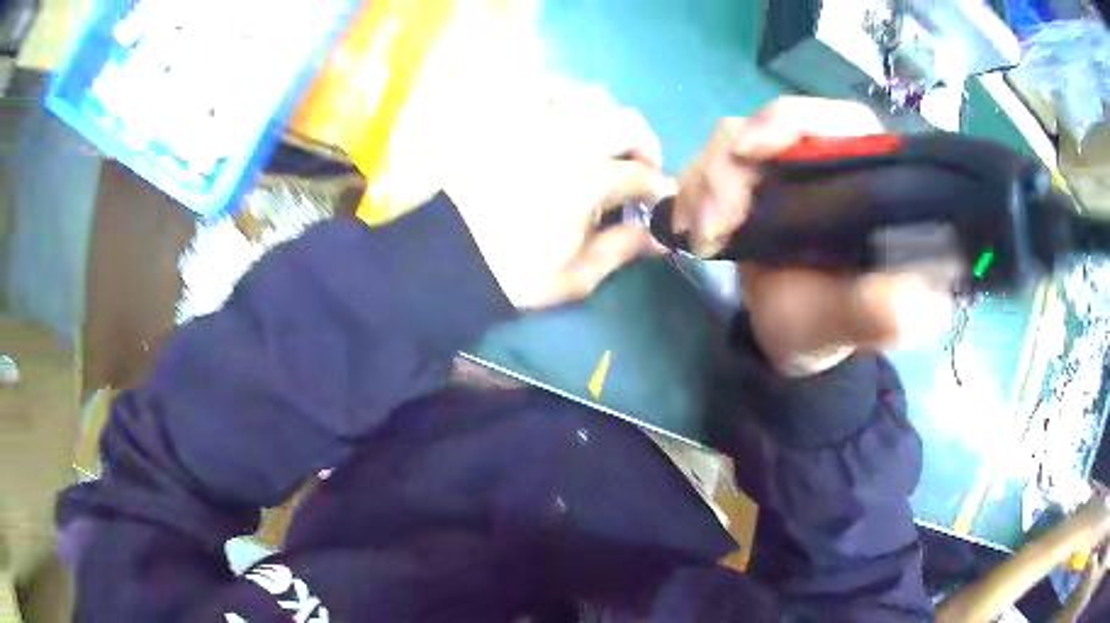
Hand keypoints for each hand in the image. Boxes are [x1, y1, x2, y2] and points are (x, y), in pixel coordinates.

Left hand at [442, 81, 673, 308]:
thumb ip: (621, 250)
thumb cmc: (511, 271)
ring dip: (607, 114)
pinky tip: (560, 111)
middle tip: (639, 164)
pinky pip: (541, 85)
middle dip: (644, 143)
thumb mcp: (574, 276)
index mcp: (591, 180)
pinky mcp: (505, 113)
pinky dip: (561, 93)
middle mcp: (571, 139)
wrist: (445, 253)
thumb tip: (658, 239)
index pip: (643, 175)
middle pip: (629, 123)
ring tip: (600, 135)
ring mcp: (536, 120)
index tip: (657, 198)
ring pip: (591, 95)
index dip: (657, 188)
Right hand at [674, 97, 955, 375]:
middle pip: (772, 123)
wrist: (789, 338)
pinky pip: (709, 163)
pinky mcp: (751, 178)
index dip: (793, 121)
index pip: (839, 120)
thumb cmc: (831, 328)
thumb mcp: (861, 326)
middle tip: (713, 225)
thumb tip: (915, 294)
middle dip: (732, 165)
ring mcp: (784, 165)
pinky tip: (690, 231)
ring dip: (705, 182)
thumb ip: (883, 311)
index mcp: (869, 179)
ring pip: (733, 139)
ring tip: (701, 238)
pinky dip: (691, 192)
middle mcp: (827, 158)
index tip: (752, 152)